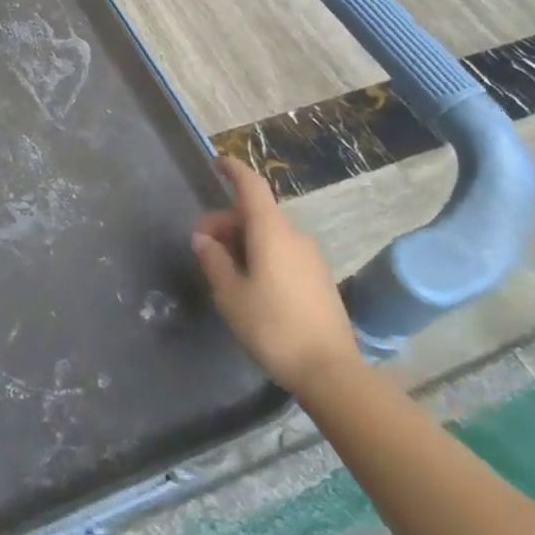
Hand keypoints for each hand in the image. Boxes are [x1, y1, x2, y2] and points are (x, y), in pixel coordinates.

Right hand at [191, 156, 363, 396]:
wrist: (330, 372)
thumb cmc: (272, 327)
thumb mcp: (230, 294)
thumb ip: (213, 259)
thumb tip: (204, 238)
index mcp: (271, 231)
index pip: (251, 185)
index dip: (233, 169)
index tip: (216, 162)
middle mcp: (294, 235)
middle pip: (255, 213)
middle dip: (226, 221)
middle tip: (203, 248)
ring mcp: (311, 257)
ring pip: (269, 234)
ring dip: (243, 240)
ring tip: (224, 271)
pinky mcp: (319, 278)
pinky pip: (283, 252)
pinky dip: (261, 254)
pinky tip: (250, 284)